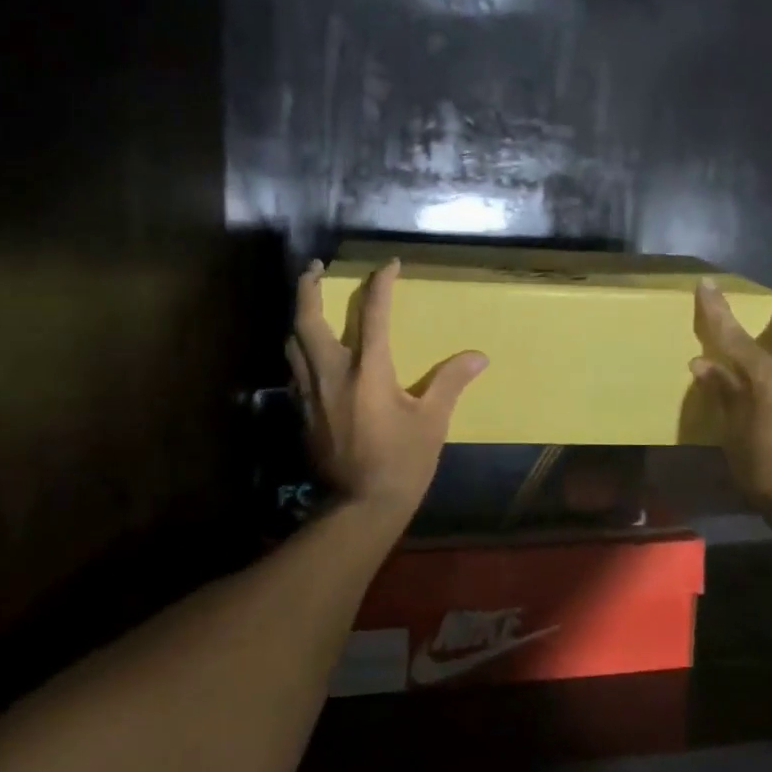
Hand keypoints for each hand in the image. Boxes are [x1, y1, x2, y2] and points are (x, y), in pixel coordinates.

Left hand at [286, 258, 488, 521]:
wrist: (360, 507)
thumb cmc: (402, 462)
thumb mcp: (432, 422)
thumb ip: (450, 382)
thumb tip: (478, 356)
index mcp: (369, 371)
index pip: (373, 314)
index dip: (381, 284)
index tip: (389, 264)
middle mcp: (332, 374)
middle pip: (308, 320)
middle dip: (309, 288)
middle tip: (314, 268)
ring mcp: (311, 393)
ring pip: (293, 343)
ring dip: (299, 317)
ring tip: (310, 305)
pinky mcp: (302, 412)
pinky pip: (295, 369)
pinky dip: (300, 350)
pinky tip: (310, 354)